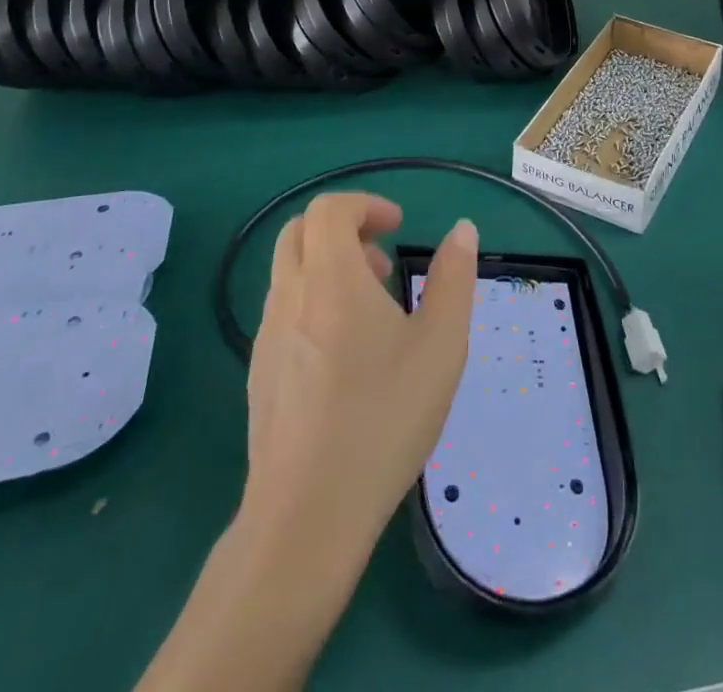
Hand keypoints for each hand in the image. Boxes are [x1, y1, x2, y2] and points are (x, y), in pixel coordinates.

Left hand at [241, 194, 477, 558]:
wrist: (307, 517)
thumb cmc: (383, 418)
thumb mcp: (441, 344)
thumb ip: (454, 278)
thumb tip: (463, 230)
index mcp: (330, 280)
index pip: (329, 209)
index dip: (365, 205)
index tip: (399, 227)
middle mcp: (289, 298)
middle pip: (299, 231)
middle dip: (343, 229)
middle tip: (383, 260)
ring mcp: (266, 338)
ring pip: (289, 272)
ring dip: (329, 266)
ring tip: (374, 308)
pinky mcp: (259, 373)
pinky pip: (284, 311)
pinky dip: (314, 302)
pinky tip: (347, 354)